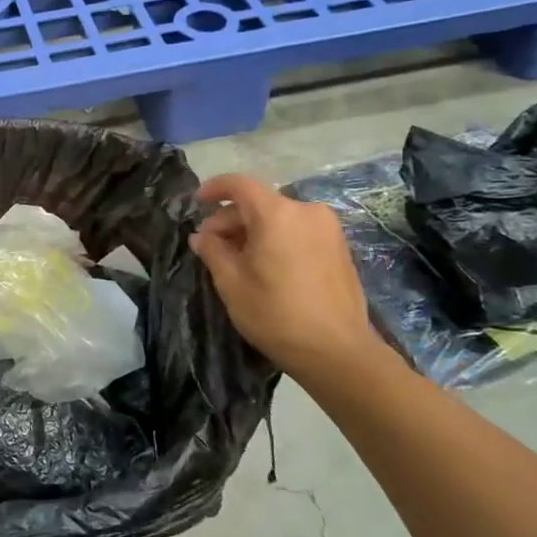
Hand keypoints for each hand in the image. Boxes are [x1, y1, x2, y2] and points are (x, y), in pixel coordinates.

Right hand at [189, 175, 379, 379]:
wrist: (337, 351)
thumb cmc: (276, 314)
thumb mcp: (231, 282)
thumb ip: (213, 251)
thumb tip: (201, 237)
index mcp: (277, 214)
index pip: (240, 184)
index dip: (214, 189)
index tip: (196, 202)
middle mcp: (306, 211)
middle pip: (259, 203)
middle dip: (231, 220)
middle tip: (210, 246)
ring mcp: (328, 229)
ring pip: (279, 218)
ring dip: (253, 231)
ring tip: (236, 259)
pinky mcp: (339, 247)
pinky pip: (298, 231)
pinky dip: (277, 239)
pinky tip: (265, 265)